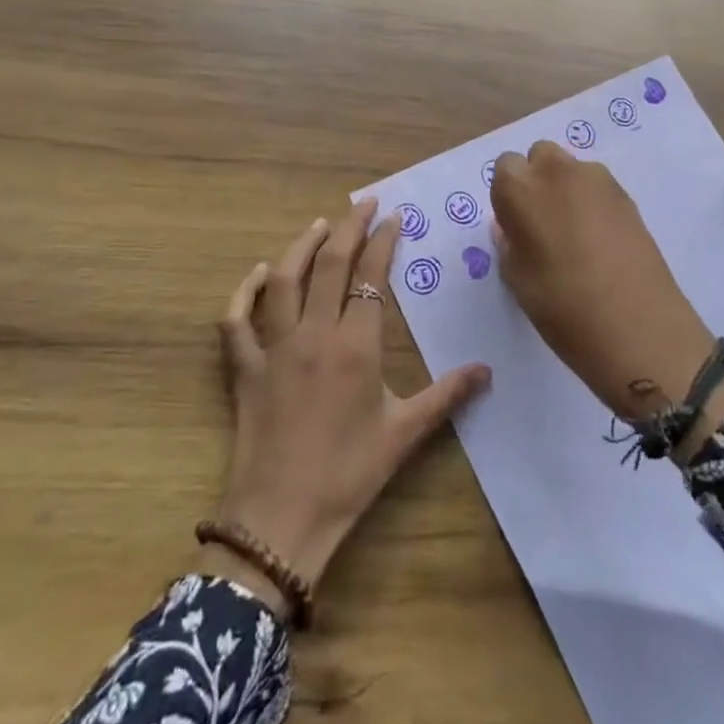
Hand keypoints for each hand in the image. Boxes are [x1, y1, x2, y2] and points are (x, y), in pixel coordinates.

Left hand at [207, 199, 490, 611]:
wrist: (281, 520)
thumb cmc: (348, 475)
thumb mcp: (404, 434)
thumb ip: (446, 395)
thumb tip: (487, 370)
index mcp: (355, 346)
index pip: (371, 277)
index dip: (383, 241)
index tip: (394, 217)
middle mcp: (314, 334)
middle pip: (330, 265)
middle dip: (349, 227)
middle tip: (364, 203)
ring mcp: (274, 348)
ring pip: (284, 281)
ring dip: (302, 246)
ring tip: (320, 225)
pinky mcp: (245, 368)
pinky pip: (237, 321)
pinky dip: (245, 292)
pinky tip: (259, 273)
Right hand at [491, 142, 723, 440]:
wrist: (639, 328)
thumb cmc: (562, 307)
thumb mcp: (518, 280)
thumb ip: (509, 243)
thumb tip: (511, 228)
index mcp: (520, 188)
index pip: (504, 167)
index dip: (508, 195)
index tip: (515, 225)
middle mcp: (557, 171)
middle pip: (540, 156)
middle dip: (537, 180)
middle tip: (542, 223)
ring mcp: (598, 180)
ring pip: (571, 169)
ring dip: (566, 189)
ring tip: (574, 234)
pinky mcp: (628, 195)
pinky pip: (597, 187)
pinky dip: (592, 202)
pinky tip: (600, 241)